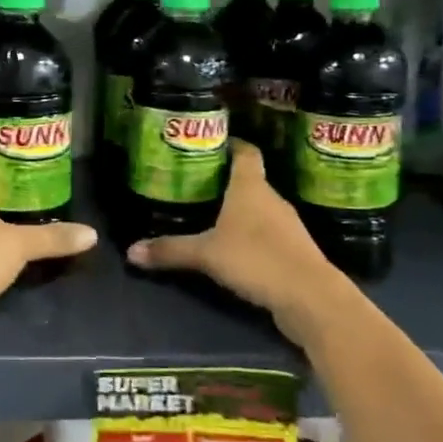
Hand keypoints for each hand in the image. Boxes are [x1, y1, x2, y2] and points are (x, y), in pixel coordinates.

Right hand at [126, 142, 345, 341]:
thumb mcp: (206, 254)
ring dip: (239, 210)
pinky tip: (234, 248)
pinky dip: (251, 235)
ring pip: (259, 208)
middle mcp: (272, 199)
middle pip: (250, 180)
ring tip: (210, 214)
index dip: (231, 144)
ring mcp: (287, 226)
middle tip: (196, 182)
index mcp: (251, 187)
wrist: (311, 298)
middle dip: (225, 180)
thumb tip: (130, 251)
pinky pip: (267, 234)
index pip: (246, 152)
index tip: (212, 143)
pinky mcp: (294, 251)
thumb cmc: (257, 259)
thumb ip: (170, 250)